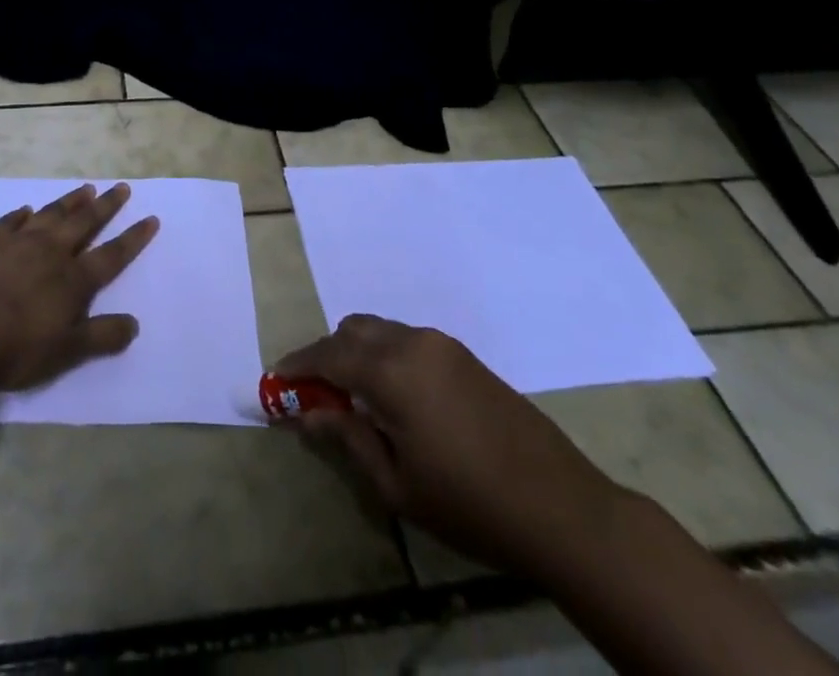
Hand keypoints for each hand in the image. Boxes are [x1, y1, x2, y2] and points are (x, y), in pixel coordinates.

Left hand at [0, 182, 157, 496]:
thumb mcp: (67, 352)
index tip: (150, 218)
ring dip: (70, 201)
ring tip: (85, 188)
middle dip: (106, 206)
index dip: (133, 238)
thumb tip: (134, 323)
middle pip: (84, 223)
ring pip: (51, 214)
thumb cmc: (17, 349)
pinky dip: (22, 214)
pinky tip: (26, 210)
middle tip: (121, 187)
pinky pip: (10, 221)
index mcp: (73, 280)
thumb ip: (101, 336)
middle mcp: (51, 252)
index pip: (112, 255)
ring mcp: (18, 243)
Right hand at [274, 314, 621, 577]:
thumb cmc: (469, 503)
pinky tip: (396, 399)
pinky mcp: (465, 357)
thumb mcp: (397, 483)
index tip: (277, 382)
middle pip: (352, 330)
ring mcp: (443, 345)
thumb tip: (309, 413)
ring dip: (358, 354)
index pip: (328, 353)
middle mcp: (413, 342)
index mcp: (391, 370)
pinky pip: (408, 341)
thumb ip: (348, 439)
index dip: (298, 365)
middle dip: (328, 355)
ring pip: (382, 331)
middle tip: (319, 395)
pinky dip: (387, 356)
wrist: (562, 508)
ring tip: (356, 400)